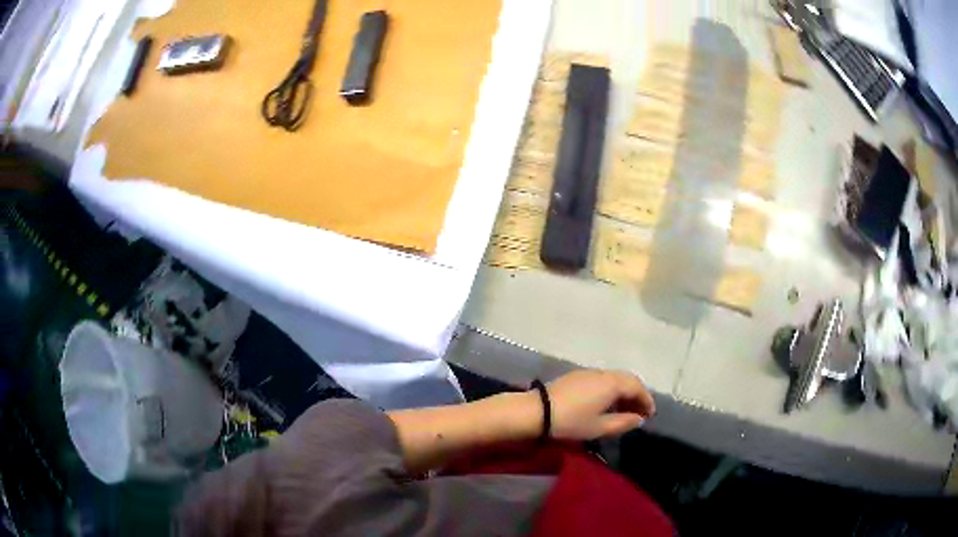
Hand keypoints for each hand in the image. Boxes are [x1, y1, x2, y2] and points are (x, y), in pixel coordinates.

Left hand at [546, 370, 655, 440]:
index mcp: (612, 383)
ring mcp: (588, 373)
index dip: (646, 400)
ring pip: (613, 379)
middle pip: (626, 380)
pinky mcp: (576, 377)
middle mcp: (602, 373)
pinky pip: (602, 380)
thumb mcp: (599, 427)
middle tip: (640, 412)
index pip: (637, 386)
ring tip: (624, 411)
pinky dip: (610, 390)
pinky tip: (606, 405)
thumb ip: (623, 423)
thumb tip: (638, 419)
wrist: (536, 412)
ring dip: (623, 393)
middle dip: (636, 395)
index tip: (650, 414)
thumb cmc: (571, 421)